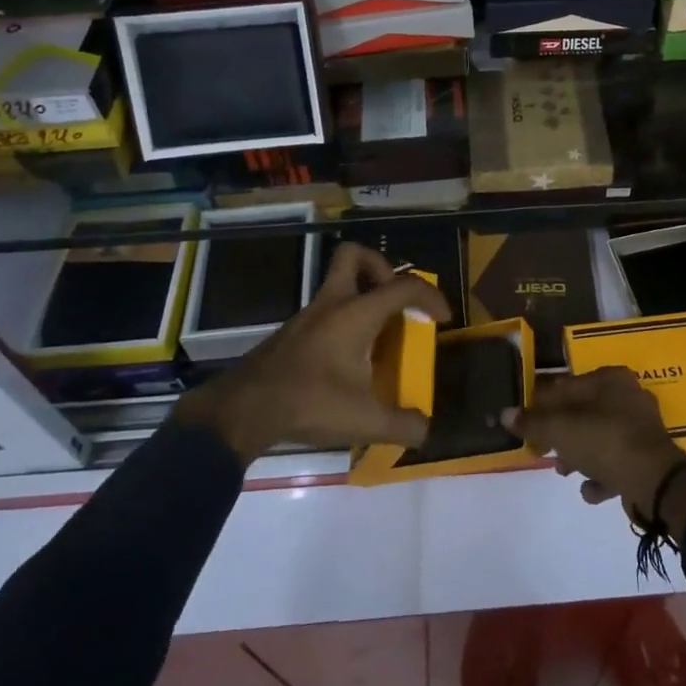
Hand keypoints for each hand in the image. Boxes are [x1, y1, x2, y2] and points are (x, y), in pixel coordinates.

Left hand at [171, 241, 450, 464]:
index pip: (403, 286)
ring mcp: (308, 316)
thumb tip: (425, 430)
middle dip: (380, 266)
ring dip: (361, 296)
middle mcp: (332, 304)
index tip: (441, 319)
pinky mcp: (292, 333)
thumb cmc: (310, 403)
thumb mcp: (365, 420)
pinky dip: (343, 319)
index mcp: (356, 314)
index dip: (430, 296)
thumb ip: (402, 425)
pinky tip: (348, 357)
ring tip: (377, 333)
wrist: (244, 410)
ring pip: (337, 283)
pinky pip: (326, 309)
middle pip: (354, 255)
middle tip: (394, 298)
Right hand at [502, 368, 685, 534]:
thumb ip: (532, 422)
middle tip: (542, 450)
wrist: (654, 482)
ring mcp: (642, 428)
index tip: (526, 425)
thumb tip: (505, 415)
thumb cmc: (603, 441)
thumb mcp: (560, 429)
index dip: (542, 405)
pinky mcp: (650, 457)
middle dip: (561, 433)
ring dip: (579, 455)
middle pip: (583, 413)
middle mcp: (629, 396)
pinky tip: (590, 490)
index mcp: (610, 379)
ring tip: (565, 472)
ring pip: (599, 438)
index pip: (567, 386)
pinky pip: (617, 462)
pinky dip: (602, 475)